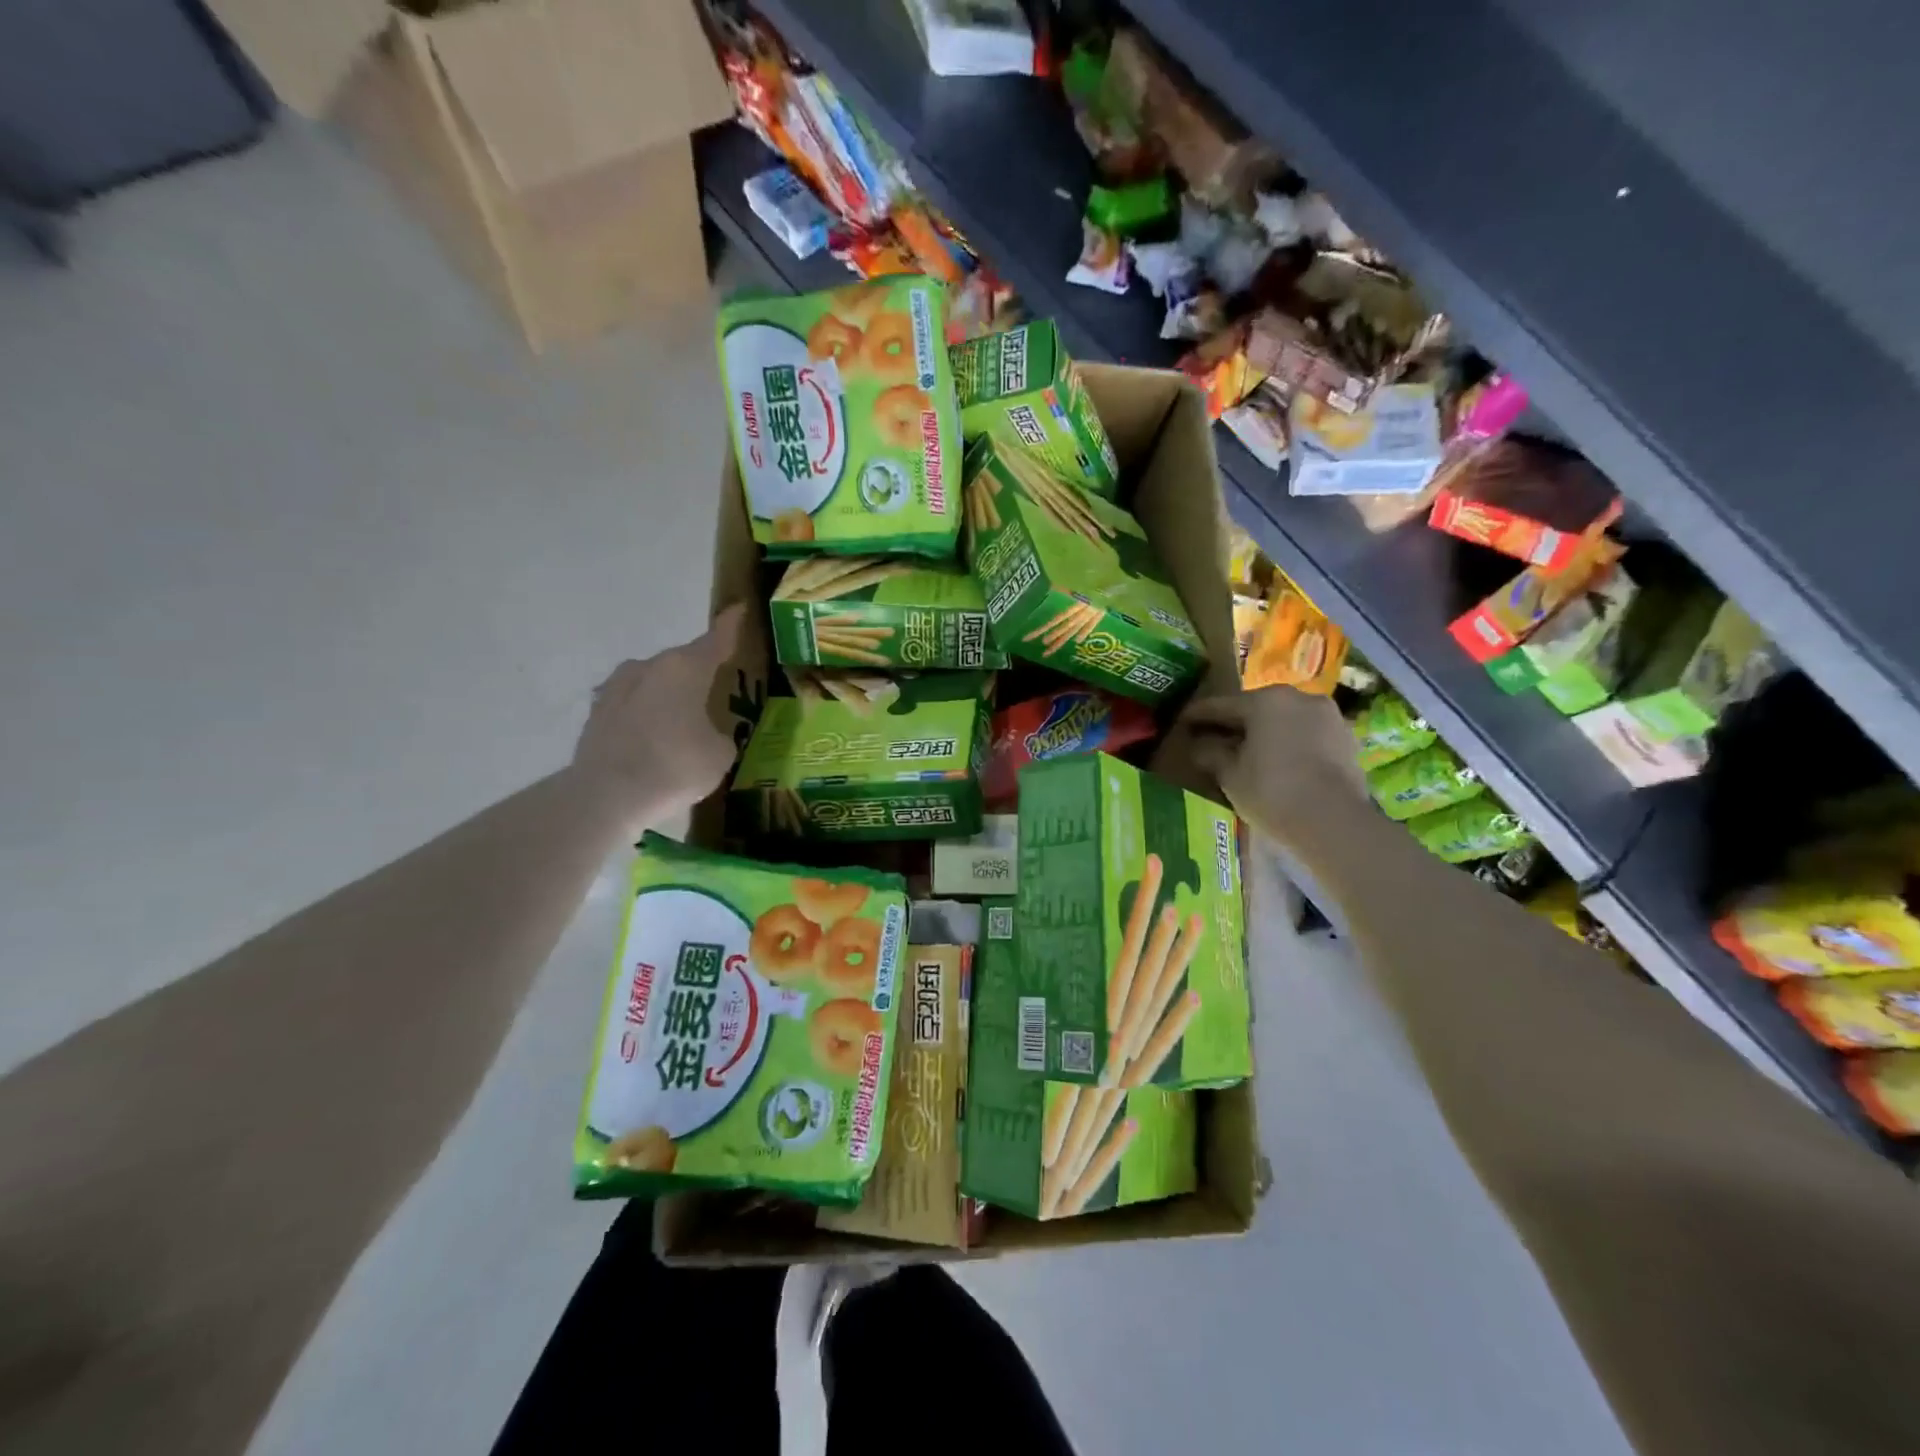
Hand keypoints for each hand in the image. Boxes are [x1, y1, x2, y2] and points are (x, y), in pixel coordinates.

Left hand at [573, 602, 747, 823]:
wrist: (606, 795)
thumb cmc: (675, 766)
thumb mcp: (720, 754)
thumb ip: (719, 734)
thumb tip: (707, 734)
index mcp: (686, 668)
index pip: (717, 638)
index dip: (731, 625)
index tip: (738, 609)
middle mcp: (650, 666)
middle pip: (683, 663)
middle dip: (699, 675)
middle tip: (715, 695)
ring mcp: (618, 686)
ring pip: (655, 683)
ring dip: (669, 696)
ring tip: (681, 723)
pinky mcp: (597, 711)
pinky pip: (634, 705)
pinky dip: (647, 716)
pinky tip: (653, 740)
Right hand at [1169, 686, 1366, 846]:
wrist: (1335, 822)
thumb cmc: (1272, 792)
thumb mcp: (1230, 775)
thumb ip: (1211, 754)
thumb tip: (1199, 745)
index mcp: (1265, 700)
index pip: (1220, 705)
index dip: (1197, 715)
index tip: (1181, 722)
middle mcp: (1298, 698)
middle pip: (1256, 709)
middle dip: (1234, 724)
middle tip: (1213, 739)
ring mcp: (1328, 716)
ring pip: (1285, 721)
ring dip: (1265, 734)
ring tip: (1248, 754)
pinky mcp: (1347, 739)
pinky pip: (1307, 736)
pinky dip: (1290, 745)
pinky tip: (1279, 764)